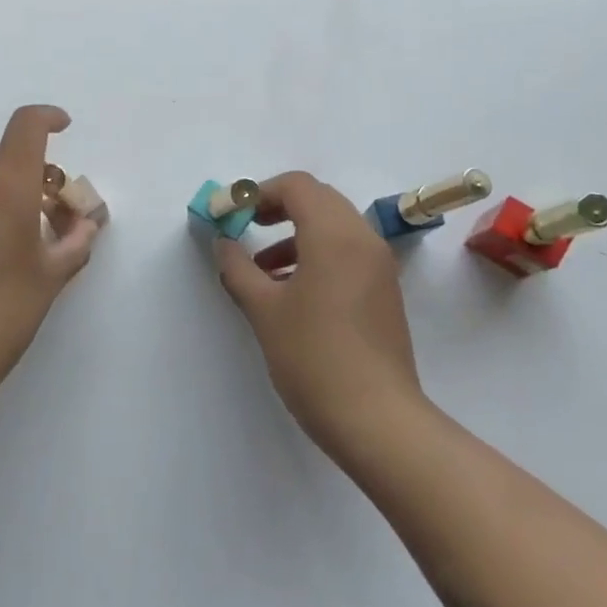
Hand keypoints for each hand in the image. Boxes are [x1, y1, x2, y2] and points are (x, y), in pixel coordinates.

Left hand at [0, 105, 100, 389]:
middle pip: (6, 155)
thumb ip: (76, 240)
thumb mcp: (52, 275)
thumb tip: (85, 224)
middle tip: (57, 210)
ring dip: (12, 191)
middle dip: (37, 171)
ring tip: (32, 236)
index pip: (26, 126)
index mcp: (4, 183)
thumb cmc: (4, 309)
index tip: (65, 127)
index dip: (48, 117)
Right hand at [215, 172, 428, 452]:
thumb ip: (238, 269)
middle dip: (277, 208)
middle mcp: (364, 240)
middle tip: (245, 229)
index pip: (298, 186)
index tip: (232, 215)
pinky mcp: (384, 292)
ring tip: (260, 269)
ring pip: (334, 227)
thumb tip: (223, 244)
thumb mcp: (264, 311)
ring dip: (296, 234)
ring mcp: (379, 266)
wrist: (376, 419)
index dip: (259, 192)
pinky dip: (316, 255)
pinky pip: (347, 253)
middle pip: (319, 200)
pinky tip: (289, 290)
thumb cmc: (314, 358)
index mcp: (335, 235)